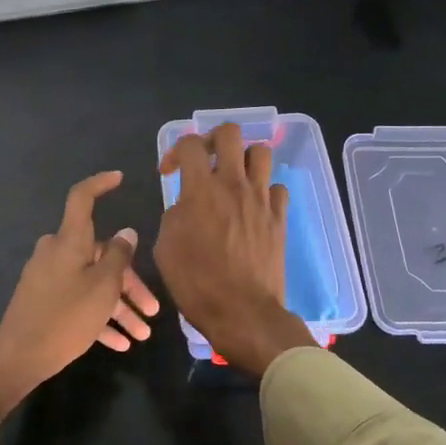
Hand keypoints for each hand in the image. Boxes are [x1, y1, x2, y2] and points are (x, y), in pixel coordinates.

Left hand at [0, 171, 159, 420]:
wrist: (18, 358)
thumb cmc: (65, 317)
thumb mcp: (102, 288)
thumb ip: (119, 257)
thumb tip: (126, 233)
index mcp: (69, 241)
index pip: (82, 199)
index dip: (100, 184)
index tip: (119, 179)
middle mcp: (57, 253)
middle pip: (100, 255)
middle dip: (129, 283)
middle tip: (153, 309)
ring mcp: (48, 277)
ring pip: (92, 283)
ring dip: (119, 307)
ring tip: (142, 334)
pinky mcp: (44, 300)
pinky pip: (78, 301)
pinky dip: (99, 318)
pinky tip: (121, 344)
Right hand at [154, 124, 316, 374]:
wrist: (241, 311)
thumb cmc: (196, 283)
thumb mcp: (165, 248)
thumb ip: (174, 215)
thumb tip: (185, 205)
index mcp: (201, 190)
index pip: (189, 144)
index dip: (175, 151)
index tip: (169, 173)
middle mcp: (233, 184)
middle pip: (230, 133)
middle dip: (213, 140)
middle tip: (206, 161)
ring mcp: (261, 199)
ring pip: (260, 152)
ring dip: (244, 159)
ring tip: (233, 178)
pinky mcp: (280, 217)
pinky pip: (277, 186)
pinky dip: (265, 190)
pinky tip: (253, 206)